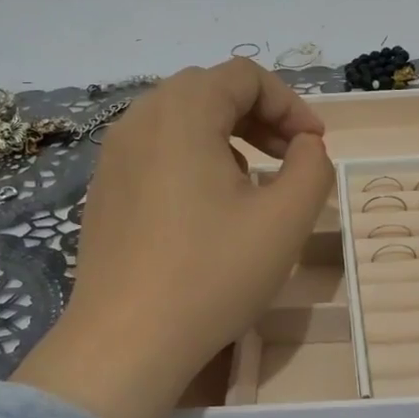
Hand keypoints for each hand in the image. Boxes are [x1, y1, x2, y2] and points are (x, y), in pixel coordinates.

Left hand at [15, 59, 333, 417]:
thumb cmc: (211, 274)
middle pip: (208, 90)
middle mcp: (140, 120)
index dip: (290, 103)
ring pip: (179, 120)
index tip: (315, 145)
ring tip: (251, 182)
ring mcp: (113, 156)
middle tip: (289, 156)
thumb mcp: (284, 220)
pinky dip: (191, 159)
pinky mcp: (103, 191)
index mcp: (182, 112)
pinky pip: (155, 152)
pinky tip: (206, 209)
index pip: (244, 76)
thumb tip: (305, 146)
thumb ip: (312, 167)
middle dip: (258, 116)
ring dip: (225, 136)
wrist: (125, 342)